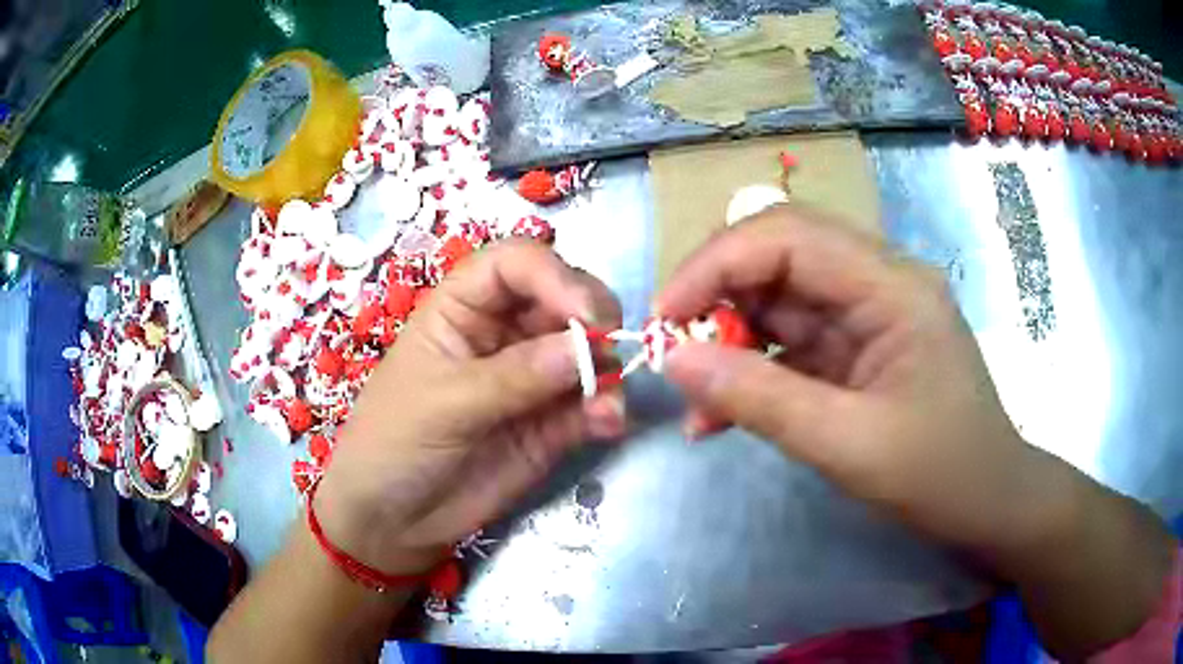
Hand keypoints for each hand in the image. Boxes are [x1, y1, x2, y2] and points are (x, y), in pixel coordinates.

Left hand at [315, 241, 625, 574]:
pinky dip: (606, 409)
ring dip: (608, 370)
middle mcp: (503, 333)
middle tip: (611, 347)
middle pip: (562, 298)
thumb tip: (586, 347)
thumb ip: (514, 376)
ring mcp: (531, 379)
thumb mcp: (443, 403)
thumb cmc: (394, 443)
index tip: (588, 314)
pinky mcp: (550, 424)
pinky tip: (606, 424)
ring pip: (586, 353)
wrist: (393, 520)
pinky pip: (589, 404)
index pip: (515, 264)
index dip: (555, 276)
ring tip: (607, 405)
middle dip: (593, 318)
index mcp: (463, 307)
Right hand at [658, 205, 1049, 552]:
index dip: (715, 264)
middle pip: (779, 255)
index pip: (788, 235)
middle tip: (672, 351)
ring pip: (777, 301)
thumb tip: (676, 361)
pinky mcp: (856, 348)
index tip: (664, 318)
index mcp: (892, 285)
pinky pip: (789, 343)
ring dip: (728, 343)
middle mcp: (878, 281)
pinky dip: (750, 374)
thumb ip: (763, 400)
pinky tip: (719, 417)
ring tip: (694, 400)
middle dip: (716, 297)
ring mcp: (866, 314)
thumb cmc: (941, 475)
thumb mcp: (851, 446)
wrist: (989, 504)